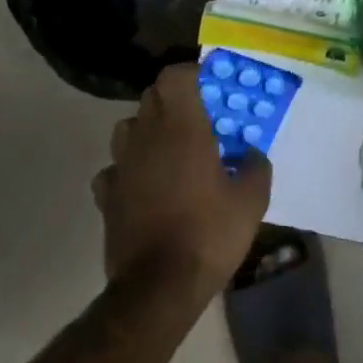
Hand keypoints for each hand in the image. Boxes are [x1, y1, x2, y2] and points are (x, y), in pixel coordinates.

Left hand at [92, 63, 271, 306]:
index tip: (211, 87)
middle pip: (151, 97)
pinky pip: (115, 168)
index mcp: (182, 128)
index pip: (175, 76)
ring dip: (147, 129)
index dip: (192, 74)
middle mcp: (146, 137)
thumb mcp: (253, 198)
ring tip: (170, 148)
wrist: (158, 288)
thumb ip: (256, 166)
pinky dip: (129, 168)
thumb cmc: (209, 232)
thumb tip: (251, 154)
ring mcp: (121, 166)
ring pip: (128, 128)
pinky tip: (145, 184)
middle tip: (199, 118)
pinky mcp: (106, 197)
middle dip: (173, 99)